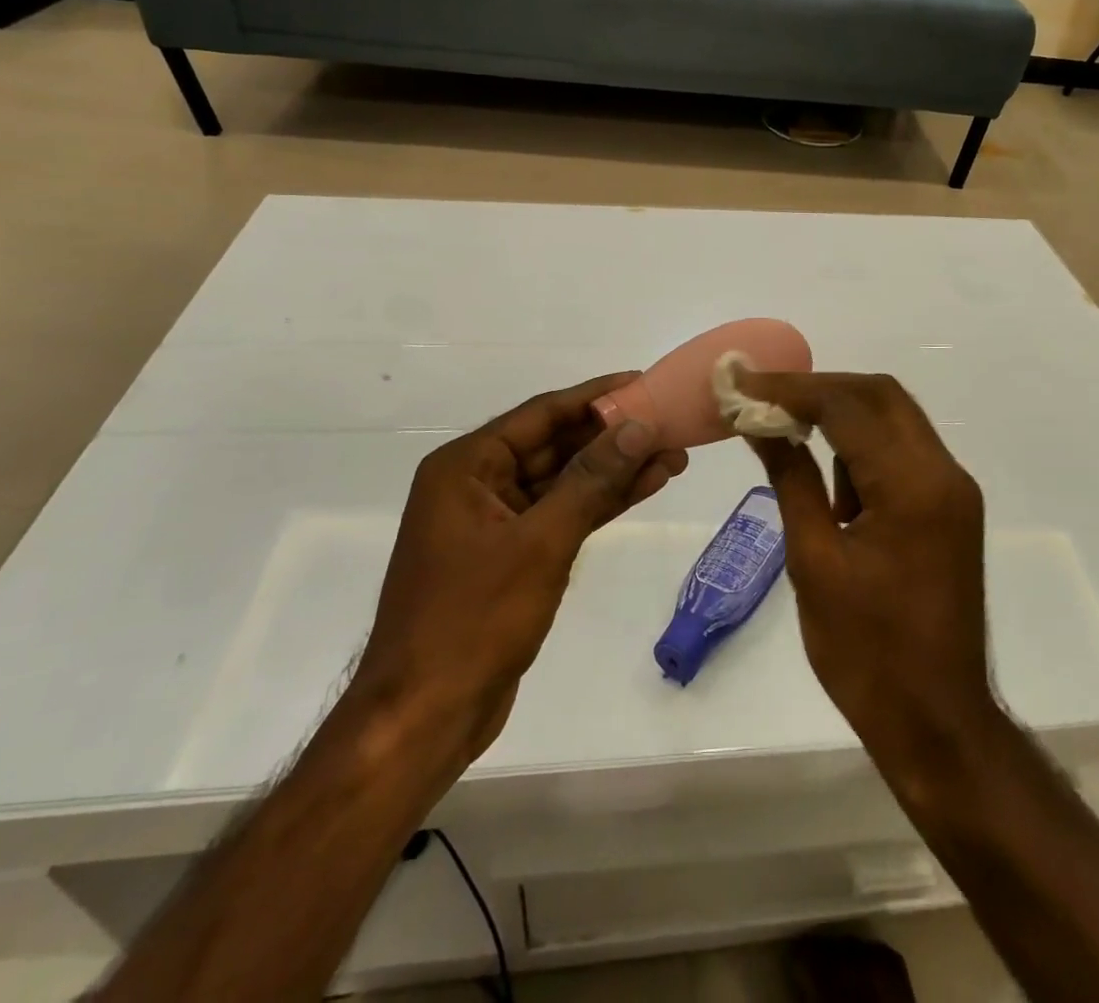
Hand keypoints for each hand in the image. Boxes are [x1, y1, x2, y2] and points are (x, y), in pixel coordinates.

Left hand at [357, 373, 686, 753]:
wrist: (426, 716)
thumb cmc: (473, 619)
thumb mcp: (540, 542)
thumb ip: (591, 480)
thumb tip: (638, 426)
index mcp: (466, 466)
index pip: (541, 413)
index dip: (595, 396)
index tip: (643, 381)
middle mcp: (478, 484)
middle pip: (555, 445)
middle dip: (613, 436)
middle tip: (669, 421)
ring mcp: (495, 522)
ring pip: (564, 482)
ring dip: (615, 470)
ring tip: (673, 453)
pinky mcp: (513, 556)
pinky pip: (563, 515)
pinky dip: (601, 503)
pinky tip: (645, 487)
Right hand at [736, 372, 993, 758]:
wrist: (938, 722)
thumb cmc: (866, 652)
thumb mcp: (814, 561)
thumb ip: (790, 479)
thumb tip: (758, 423)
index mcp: (913, 485)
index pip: (847, 406)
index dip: (789, 388)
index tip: (740, 382)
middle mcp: (943, 473)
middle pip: (879, 396)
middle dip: (818, 389)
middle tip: (762, 397)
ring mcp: (952, 490)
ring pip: (893, 419)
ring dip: (840, 413)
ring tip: (783, 424)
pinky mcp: (949, 508)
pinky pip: (901, 453)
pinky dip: (860, 446)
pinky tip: (824, 471)